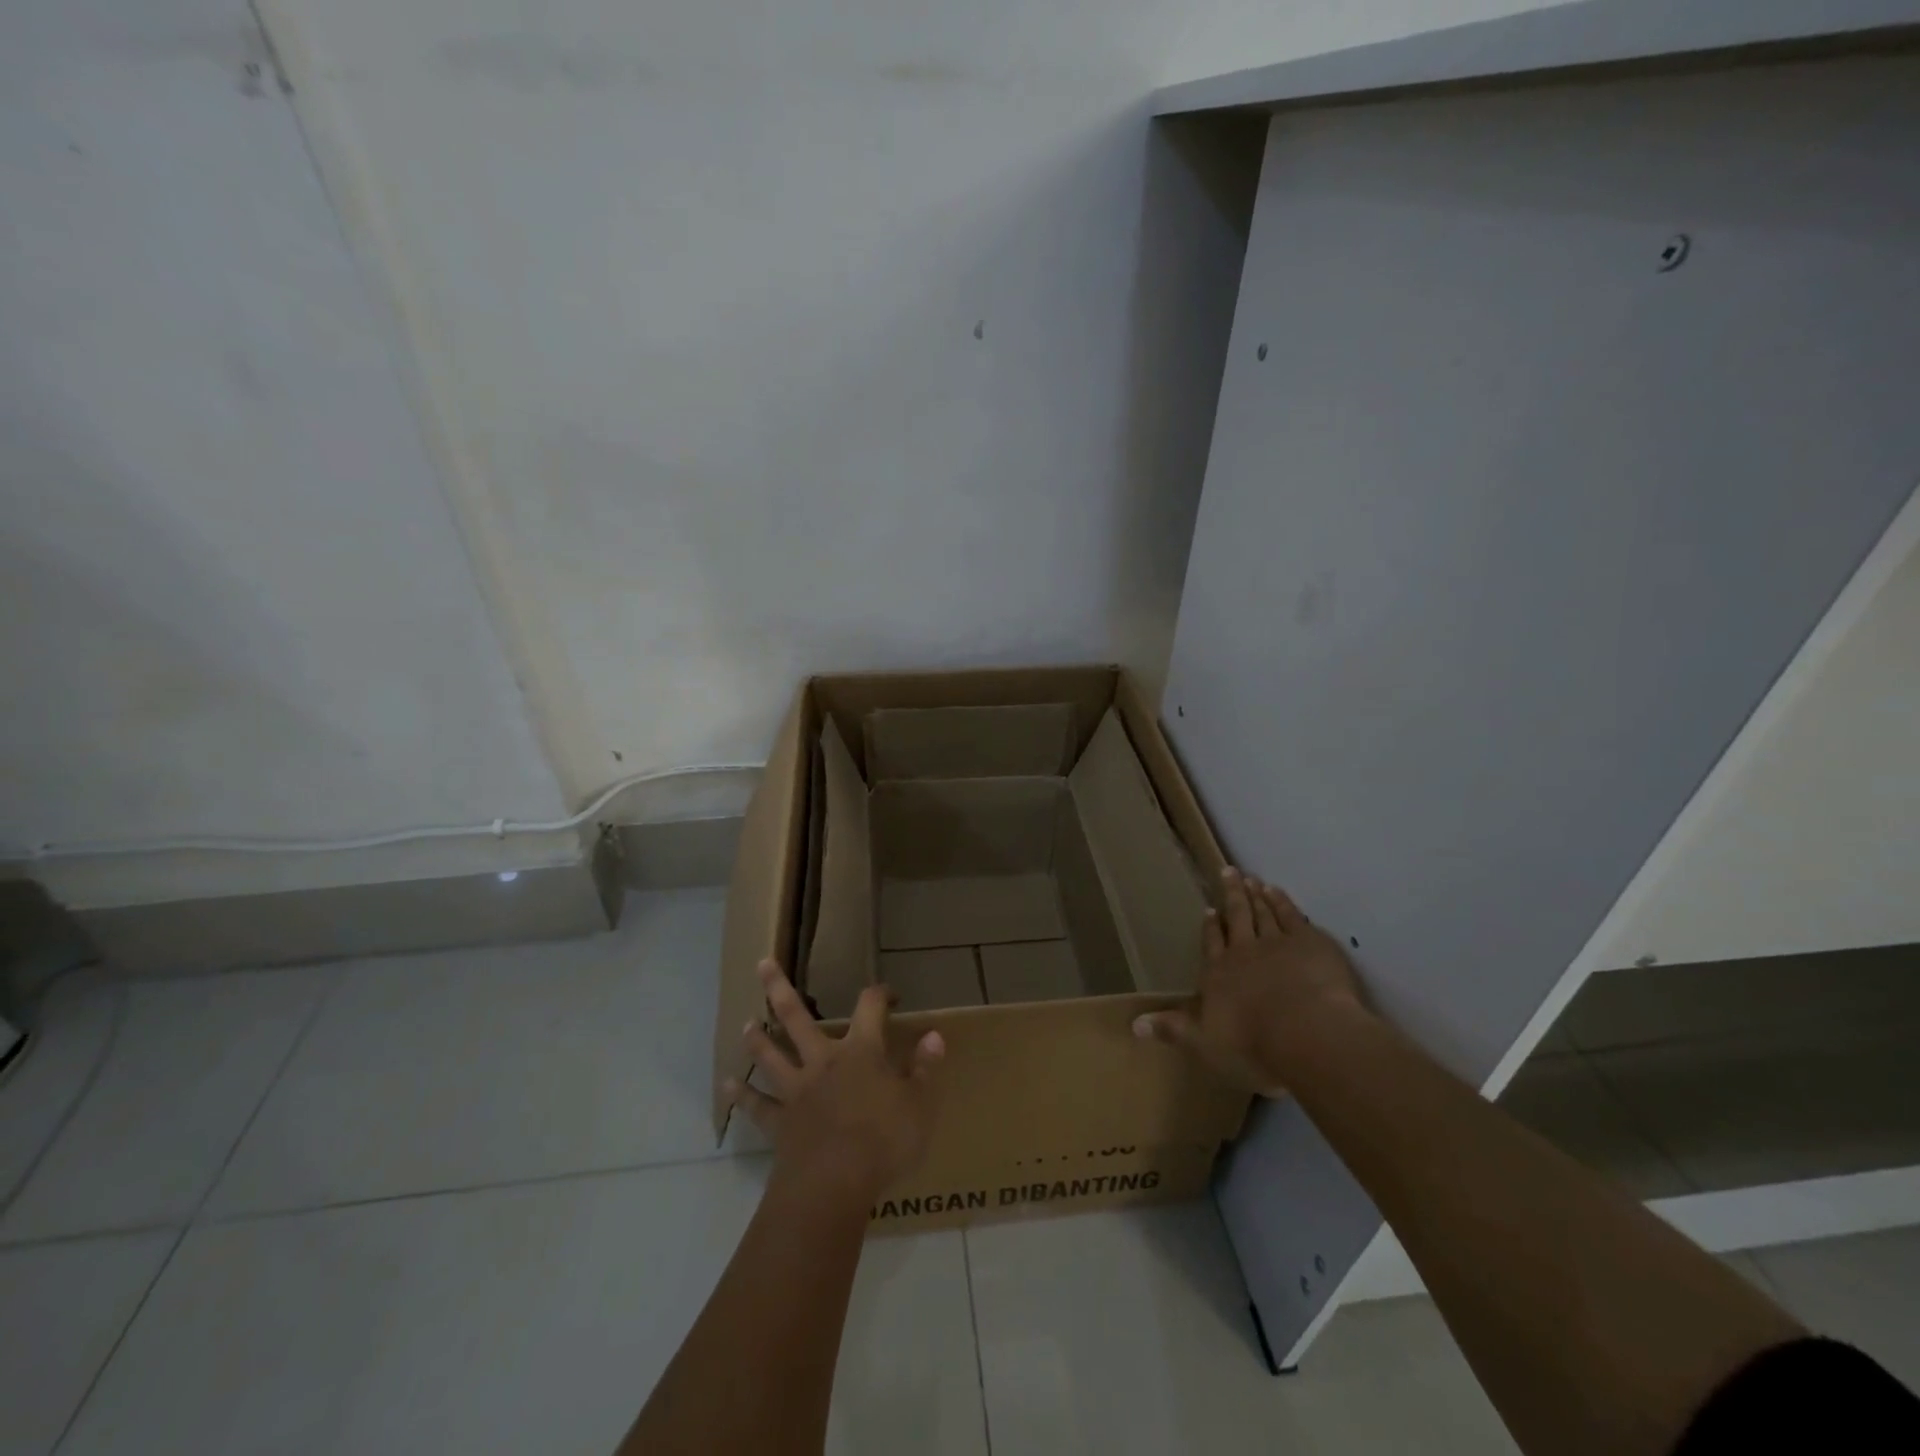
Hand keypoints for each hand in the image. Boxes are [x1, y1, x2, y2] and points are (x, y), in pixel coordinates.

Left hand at [727, 959, 944, 1202]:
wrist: (834, 1185)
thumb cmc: (884, 1141)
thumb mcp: (920, 1105)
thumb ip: (926, 1069)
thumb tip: (934, 1035)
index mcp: (861, 1051)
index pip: (870, 1007)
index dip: (880, 995)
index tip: (889, 995)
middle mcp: (823, 1061)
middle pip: (796, 1017)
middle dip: (779, 988)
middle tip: (762, 964)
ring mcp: (796, 1091)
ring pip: (771, 1057)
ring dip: (758, 1039)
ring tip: (746, 1023)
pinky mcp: (780, 1124)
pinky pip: (758, 1107)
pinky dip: (742, 1096)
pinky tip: (727, 1086)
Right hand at [1134, 867, 1366, 1095]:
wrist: (1306, 1033)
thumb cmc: (1252, 1043)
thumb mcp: (1203, 1042)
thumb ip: (1172, 1029)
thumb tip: (1133, 1024)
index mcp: (1218, 973)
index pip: (1211, 944)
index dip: (1210, 928)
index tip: (1208, 911)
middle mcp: (1243, 951)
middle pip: (1236, 917)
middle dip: (1231, 895)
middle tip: (1228, 871)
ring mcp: (1277, 943)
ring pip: (1263, 913)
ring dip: (1256, 895)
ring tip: (1251, 879)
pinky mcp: (1309, 943)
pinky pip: (1292, 916)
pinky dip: (1283, 902)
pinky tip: (1278, 892)